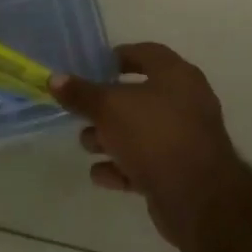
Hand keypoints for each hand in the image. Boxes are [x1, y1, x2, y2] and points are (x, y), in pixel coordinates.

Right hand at [50, 43, 246, 251]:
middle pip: (138, 96)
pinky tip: (101, 175)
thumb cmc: (154, 136)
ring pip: (140, 132)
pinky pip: (145, 163)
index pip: (145, 53)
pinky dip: (123, 167)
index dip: (116, 58)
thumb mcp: (109, 108)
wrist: (197, 197)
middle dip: (106, 108)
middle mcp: (185, 102)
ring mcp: (184, 138)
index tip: (90, 68)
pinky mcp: (179, 171)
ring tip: (88, 146)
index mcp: (176, 75)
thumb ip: (81, 93)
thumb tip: (55, 79)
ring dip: (111, 139)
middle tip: (80, 114)